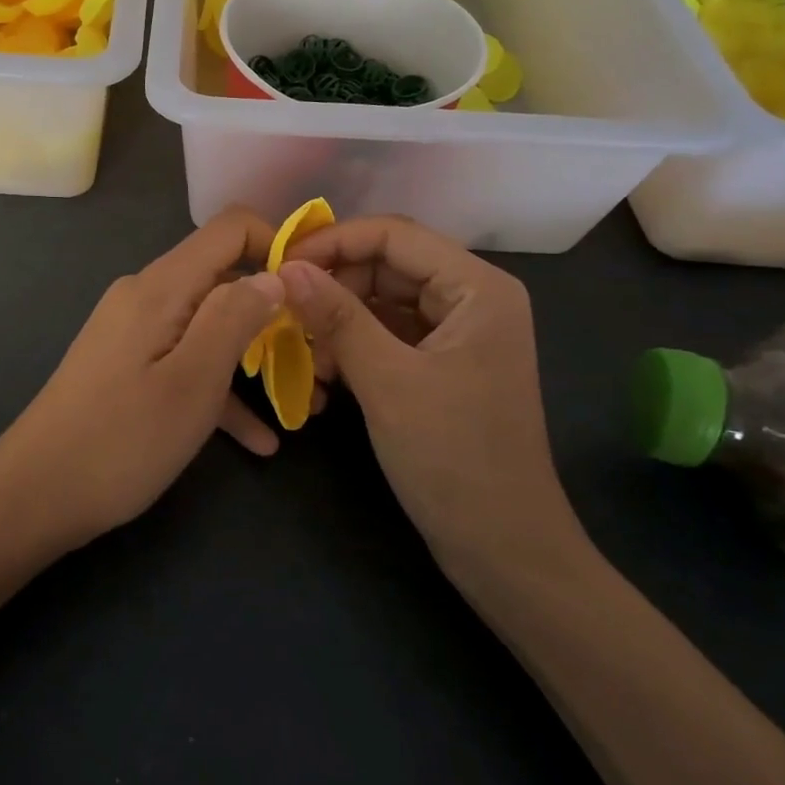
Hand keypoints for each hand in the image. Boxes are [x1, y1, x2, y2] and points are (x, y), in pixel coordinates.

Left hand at [0, 209, 287, 541]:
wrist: (34, 494)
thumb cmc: (121, 440)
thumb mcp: (193, 381)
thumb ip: (235, 319)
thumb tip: (274, 275)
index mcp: (161, 287)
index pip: (229, 229)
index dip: (276, 245)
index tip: (313, 289)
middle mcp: (145, 296)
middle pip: (222, 279)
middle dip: (272, 313)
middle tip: (316, 357)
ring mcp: (133, 332)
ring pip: (207, 327)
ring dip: (252, 359)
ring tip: (300, 403)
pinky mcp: (127, 366)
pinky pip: (183, 362)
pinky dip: (218, 389)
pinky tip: (258, 440)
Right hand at [278, 216, 590, 579]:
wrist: (503, 548)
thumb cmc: (453, 458)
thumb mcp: (387, 381)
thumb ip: (336, 317)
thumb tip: (286, 268)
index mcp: (478, 288)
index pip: (395, 235)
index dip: (334, 243)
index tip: (281, 265)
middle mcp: (472, 300)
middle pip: (388, 267)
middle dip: (334, 287)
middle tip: (284, 314)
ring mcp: (459, 335)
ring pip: (383, 304)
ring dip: (339, 323)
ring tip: (304, 357)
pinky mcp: (443, 367)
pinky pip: (389, 338)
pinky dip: (355, 350)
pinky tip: (325, 378)